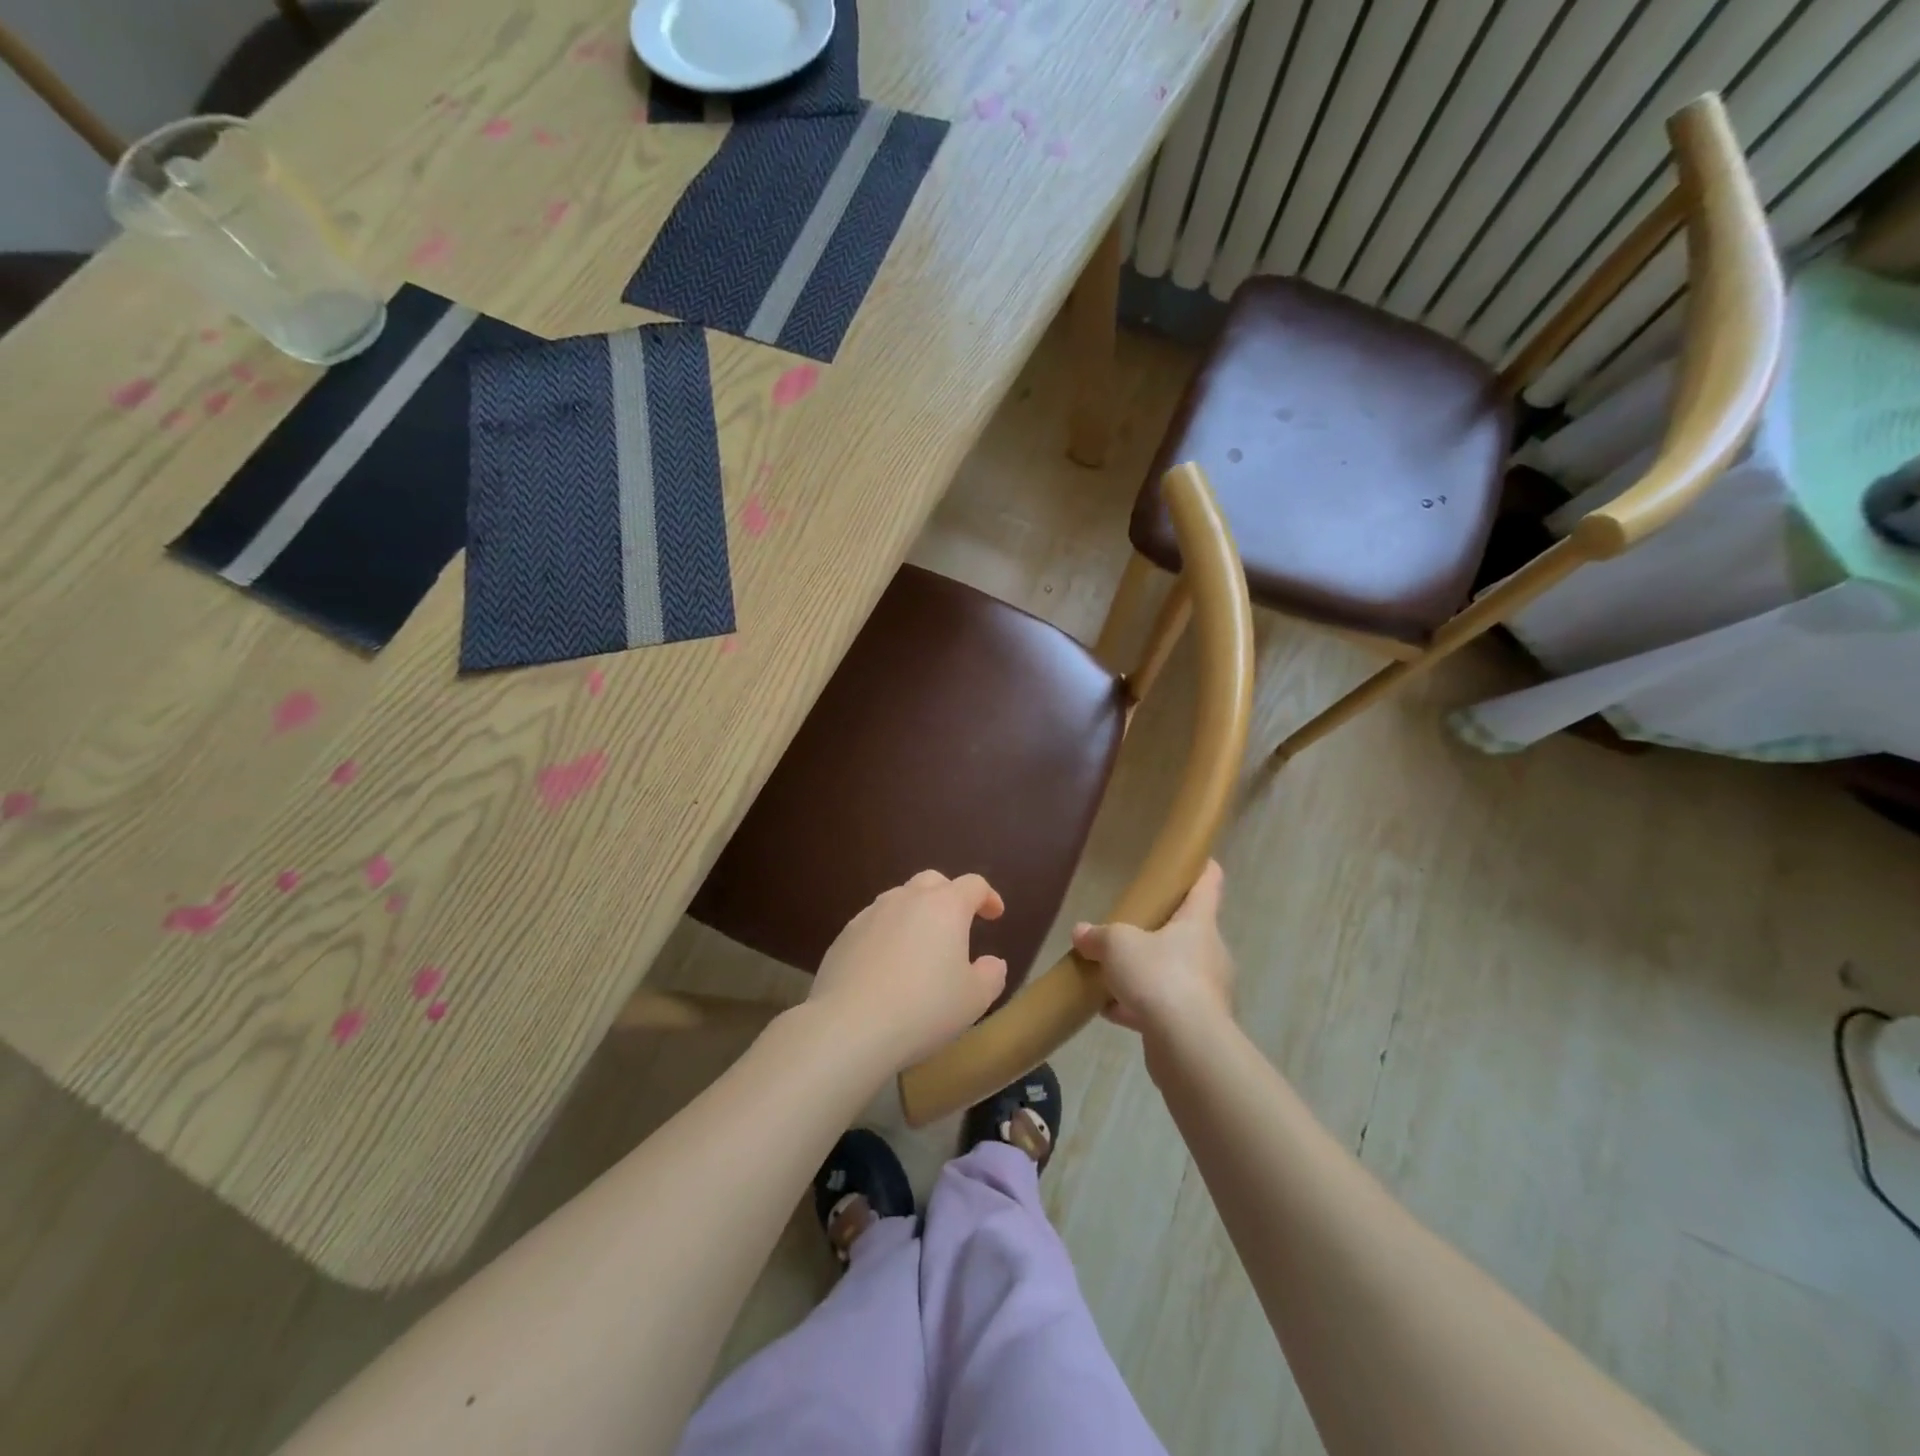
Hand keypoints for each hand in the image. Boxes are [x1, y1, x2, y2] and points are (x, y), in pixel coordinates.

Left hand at [807, 870, 1009, 1069]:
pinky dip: (888, 934)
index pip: (973, 885)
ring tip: (920, 946)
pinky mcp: (844, 935)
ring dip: (915, 914)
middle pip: (933, 882)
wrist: (850, 1026)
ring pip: (899, 900)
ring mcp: (871, 914)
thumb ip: (990, 975)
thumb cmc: (923, 1009)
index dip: (988, 897)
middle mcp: (907, 899)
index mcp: (945, 907)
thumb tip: (992, 962)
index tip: (995, 915)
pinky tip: (887, 965)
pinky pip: (873, 924)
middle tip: (957, 925)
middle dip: (949, 896)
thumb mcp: (974, 999)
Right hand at [1072, 860, 1234, 1038]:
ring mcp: (1205, 991)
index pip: (1208, 884)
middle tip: (1131, 927)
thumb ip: (1098, 936)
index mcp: (1198, 923)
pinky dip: (1138, 1006)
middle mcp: (1209, 953)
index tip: (1195, 859)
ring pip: (1172, 972)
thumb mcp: (1118, 945)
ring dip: (1145, 973)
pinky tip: (1109, 1011)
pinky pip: (1163, 1006)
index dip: (1201, 868)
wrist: (1187, 1045)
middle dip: (1159, 930)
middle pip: (1186, 931)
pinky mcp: (1195, 1024)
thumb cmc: (1160, 976)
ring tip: (1109, 975)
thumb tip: (1081, 931)